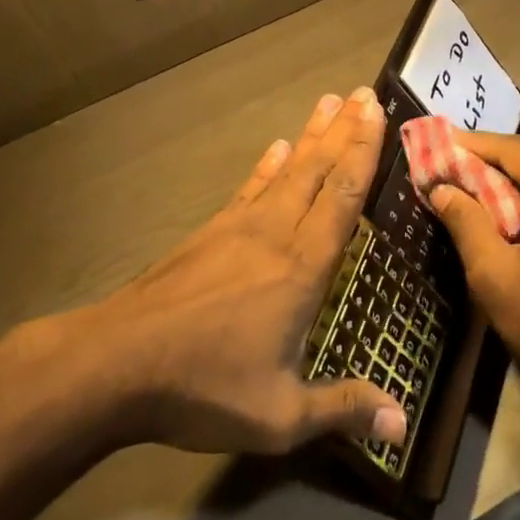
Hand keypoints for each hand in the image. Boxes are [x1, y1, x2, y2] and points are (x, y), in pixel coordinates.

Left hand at [88, 88, 407, 456]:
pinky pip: (248, 188)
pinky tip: (275, 148)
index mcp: (301, 268)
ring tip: (327, 102)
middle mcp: (275, 234)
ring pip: (285, 170)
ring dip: (310, 135)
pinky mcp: (209, 233)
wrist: (116, 363)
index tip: (377, 113)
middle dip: (344, 130)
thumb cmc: (204, 386)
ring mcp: (237, 228)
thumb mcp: (280, 416)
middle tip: (363, 93)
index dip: (363, 152)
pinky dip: (266, 165)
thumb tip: (403, 426)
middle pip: (316, 170)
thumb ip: (342, 410)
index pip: (342, 197)